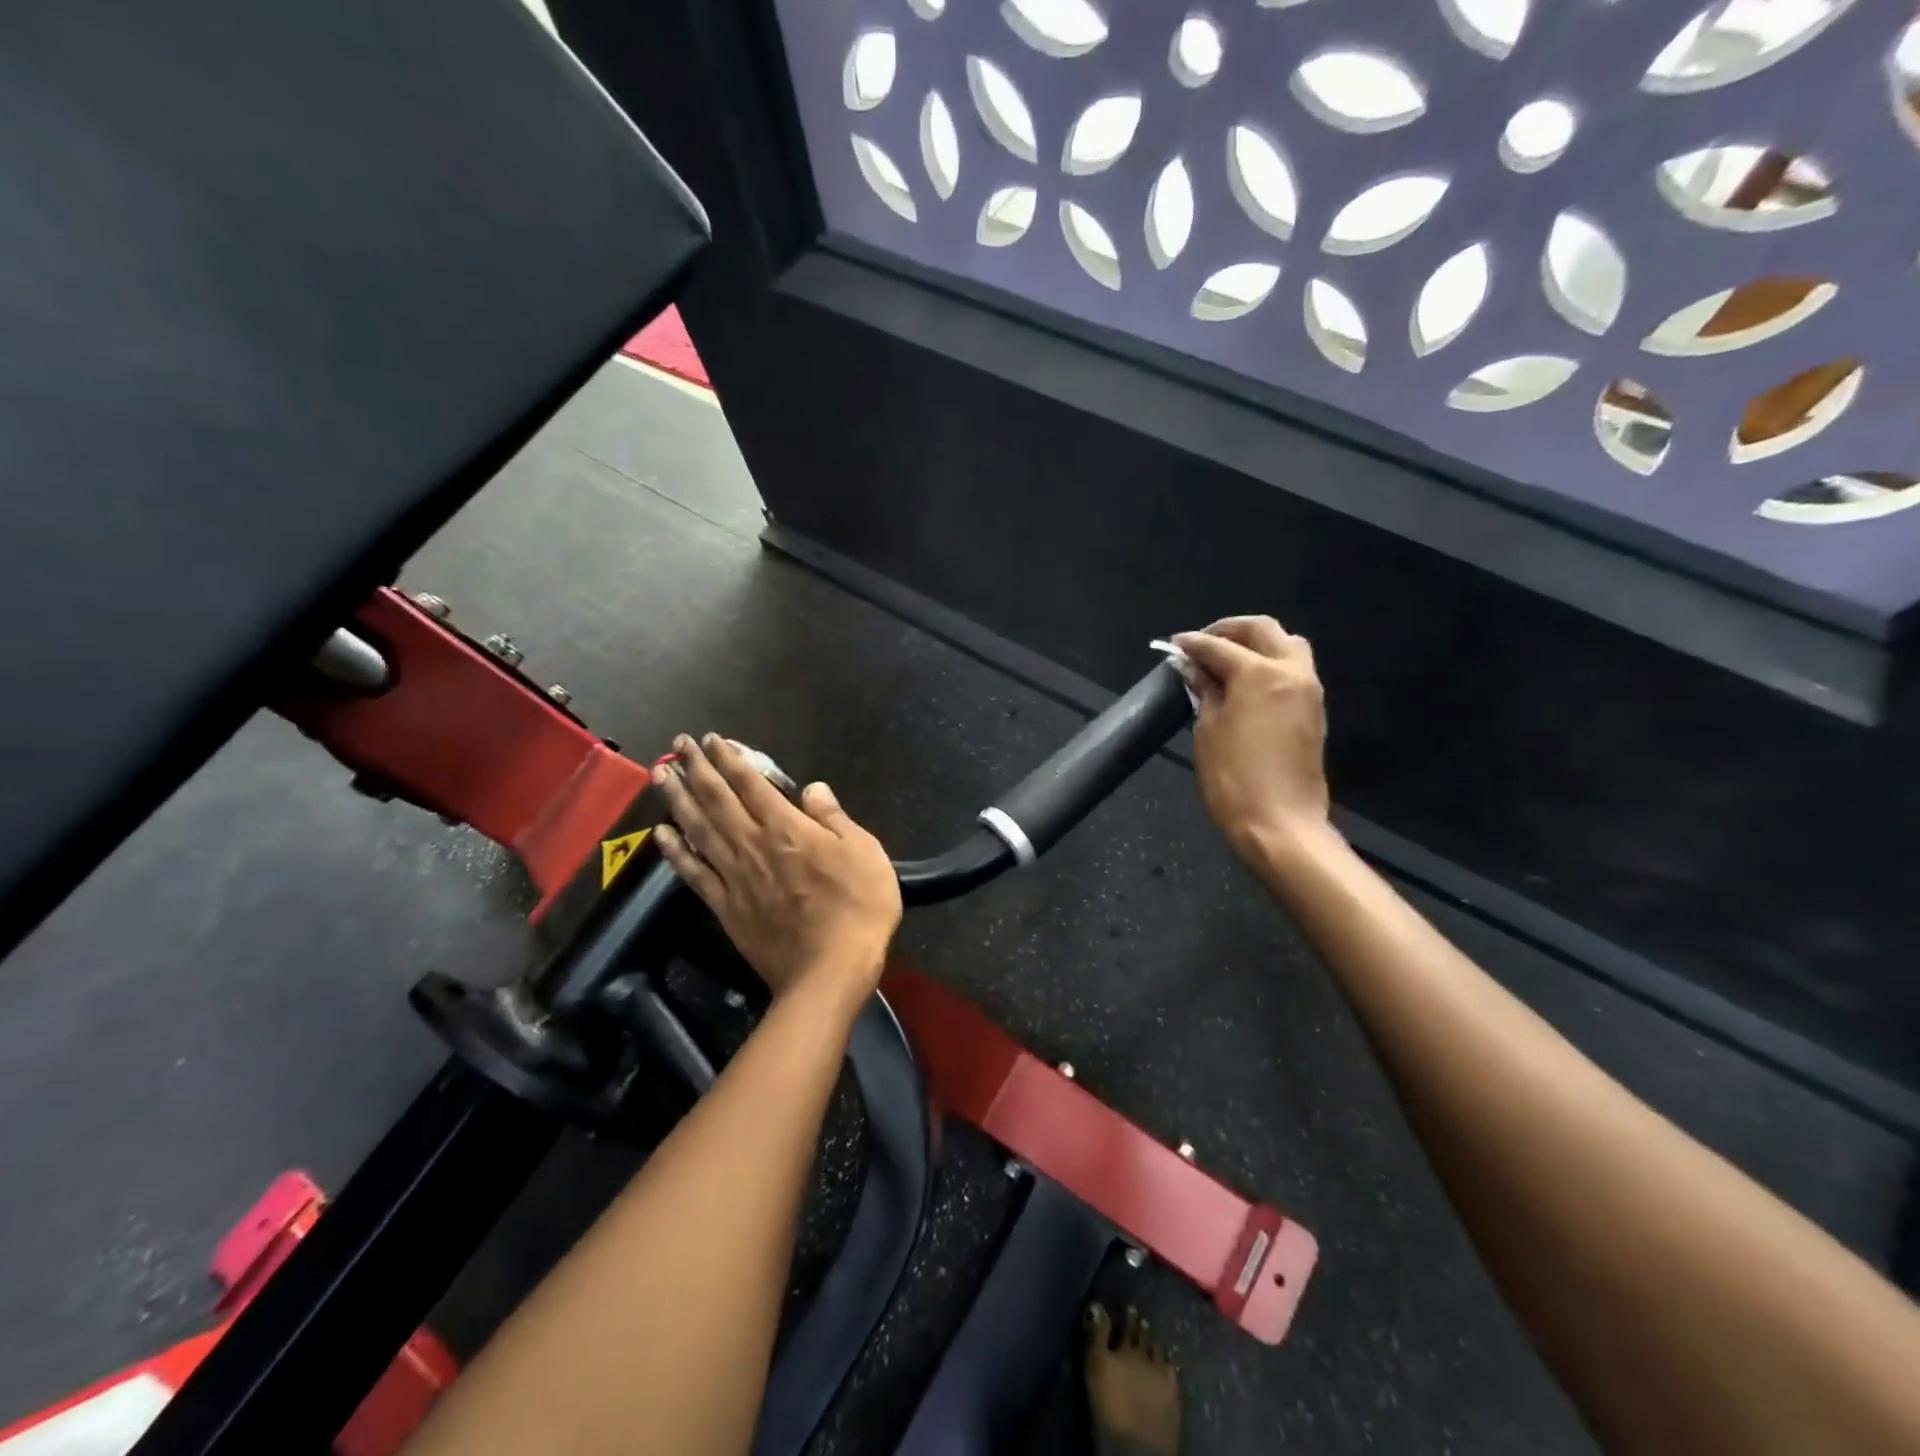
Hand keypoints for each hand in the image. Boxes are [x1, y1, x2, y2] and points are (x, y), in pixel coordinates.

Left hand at [652, 734, 901, 1008]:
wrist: (829, 971)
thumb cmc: (858, 908)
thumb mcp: (865, 853)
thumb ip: (834, 818)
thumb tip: (813, 788)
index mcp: (788, 828)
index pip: (751, 783)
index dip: (730, 758)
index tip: (712, 739)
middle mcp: (753, 844)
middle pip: (716, 799)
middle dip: (696, 768)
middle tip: (678, 744)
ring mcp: (734, 876)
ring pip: (698, 829)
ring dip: (677, 799)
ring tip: (660, 775)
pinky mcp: (725, 907)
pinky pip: (693, 873)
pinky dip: (674, 851)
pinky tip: (660, 834)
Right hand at [1171, 617, 1331, 863]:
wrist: (1280, 824)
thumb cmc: (1233, 778)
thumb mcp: (1207, 730)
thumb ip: (1205, 691)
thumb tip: (1194, 667)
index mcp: (1259, 673)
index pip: (1219, 646)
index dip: (1192, 643)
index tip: (1173, 645)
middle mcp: (1291, 672)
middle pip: (1263, 630)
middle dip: (1230, 630)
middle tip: (1202, 644)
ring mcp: (1308, 691)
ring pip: (1287, 646)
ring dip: (1256, 644)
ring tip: (1226, 660)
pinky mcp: (1314, 711)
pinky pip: (1293, 671)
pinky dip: (1270, 665)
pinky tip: (1246, 683)